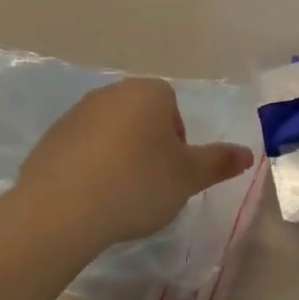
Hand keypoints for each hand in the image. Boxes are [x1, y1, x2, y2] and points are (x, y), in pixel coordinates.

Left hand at [17, 79, 254, 250]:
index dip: (176, 141)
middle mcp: (110, 93)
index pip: (171, 106)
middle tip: (150, 185)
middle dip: (148, 146)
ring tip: (119, 195)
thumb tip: (248, 153)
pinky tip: (91, 198)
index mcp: (147, 92)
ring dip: (118, 157)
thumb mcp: (188, 177)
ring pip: (110, 133)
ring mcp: (75, 114)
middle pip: (140, 117)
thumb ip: (218, 162)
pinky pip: (81, 150)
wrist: (63, 207)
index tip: (172, 171)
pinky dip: (90, 168)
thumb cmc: (138, 184)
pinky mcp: (50, 138)